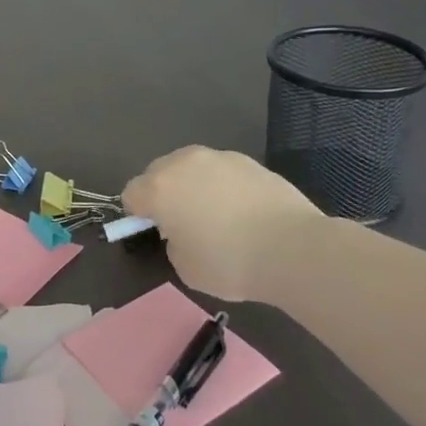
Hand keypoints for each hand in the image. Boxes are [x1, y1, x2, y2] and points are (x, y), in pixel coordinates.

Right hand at [122, 146, 320, 299]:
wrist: (294, 249)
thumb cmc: (230, 262)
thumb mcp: (184, 266)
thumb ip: (173, 242)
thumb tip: (182, 230)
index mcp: (159, 188)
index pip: (131, 194)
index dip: (138, 214)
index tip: (156, 232)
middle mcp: (183, 163)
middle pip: (158, 172)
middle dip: (163, 193)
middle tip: (182, 222)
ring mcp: (219, 158)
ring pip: (192, 168)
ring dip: (194, 185)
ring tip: (216, 215)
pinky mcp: (249, 161)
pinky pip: (222, 172)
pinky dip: (224, 186)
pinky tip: (243, 212)